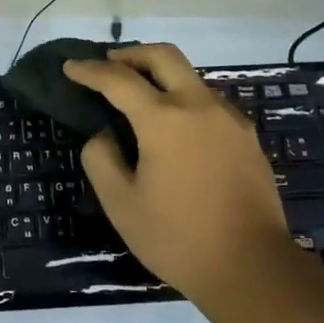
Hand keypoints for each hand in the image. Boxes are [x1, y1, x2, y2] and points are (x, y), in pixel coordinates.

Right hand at [63, 44, 288, 308]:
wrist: (253, 269)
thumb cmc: (178, 237)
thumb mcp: (121, 204)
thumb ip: (102, 159)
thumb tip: (104, 135)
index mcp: (163, 119)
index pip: (118, 79)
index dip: (89, 70)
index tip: (70, 67)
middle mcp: (198, 105)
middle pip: (163, 56)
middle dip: (130, 53)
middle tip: (108, 64)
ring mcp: (228, 119)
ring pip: (190, 76)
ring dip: (160, 75)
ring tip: (139, 96)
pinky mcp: (247, 137)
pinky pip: (208, 101)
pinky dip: (183, 98)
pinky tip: (174, 127)